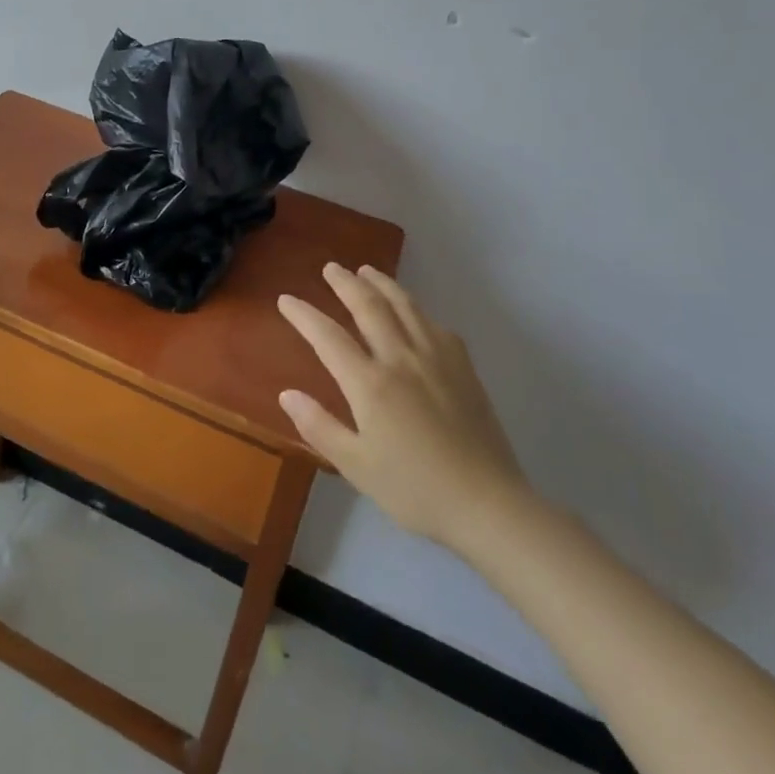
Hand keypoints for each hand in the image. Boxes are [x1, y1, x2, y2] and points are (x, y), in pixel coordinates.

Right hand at [278, 264, 529, 545]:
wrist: (488, 505)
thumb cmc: (415, 490)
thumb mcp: (356, 467)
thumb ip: (319, 426)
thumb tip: (287, 393)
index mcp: (370, 384)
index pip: (328, 337)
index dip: (304, 315)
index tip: (286, 299)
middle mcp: (401, 359)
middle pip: (369, 307)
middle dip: (346, 283)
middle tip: (331, 268)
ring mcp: (436, 359)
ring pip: (405, 306)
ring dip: (382, 284)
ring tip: (367, 271)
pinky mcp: (463, 368)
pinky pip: (435, 325)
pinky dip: (417, 310)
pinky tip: (414, 313)